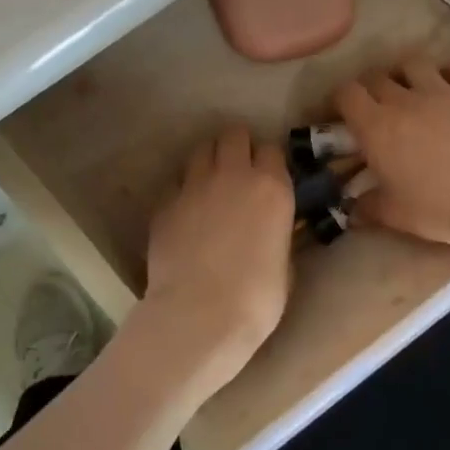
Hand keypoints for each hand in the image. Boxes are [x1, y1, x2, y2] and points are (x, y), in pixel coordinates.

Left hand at [134, 125, 294, 397]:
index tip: (268, 176)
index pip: (271, 149)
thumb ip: (278, 232)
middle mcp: (233, 175)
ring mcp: (194, 186)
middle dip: (237, 146)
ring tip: (210, 185)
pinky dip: (183, 191)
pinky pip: (176, 183)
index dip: (269, 161)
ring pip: (201, 150)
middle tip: (238, 170)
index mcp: (272, 187)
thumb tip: (272, 229)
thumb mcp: (285, 263)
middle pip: (234, 135)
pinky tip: (185, 213)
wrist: (200, 315)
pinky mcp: (165, 203)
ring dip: (209, 161)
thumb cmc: (257, 298)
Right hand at [334, 58, 449, 251]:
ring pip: (415, 63)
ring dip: (407, 72)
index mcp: (376, 128)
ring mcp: (442, 92)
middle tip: (376, 107)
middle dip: (371, 87)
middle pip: (377, 76)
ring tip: (412, 88)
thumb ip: (369, 208)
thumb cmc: (440, 208)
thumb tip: (352, 210)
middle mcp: (404, 101)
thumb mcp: (397, 216)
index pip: (347, 94)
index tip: (343, 114)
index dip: (340, 99)